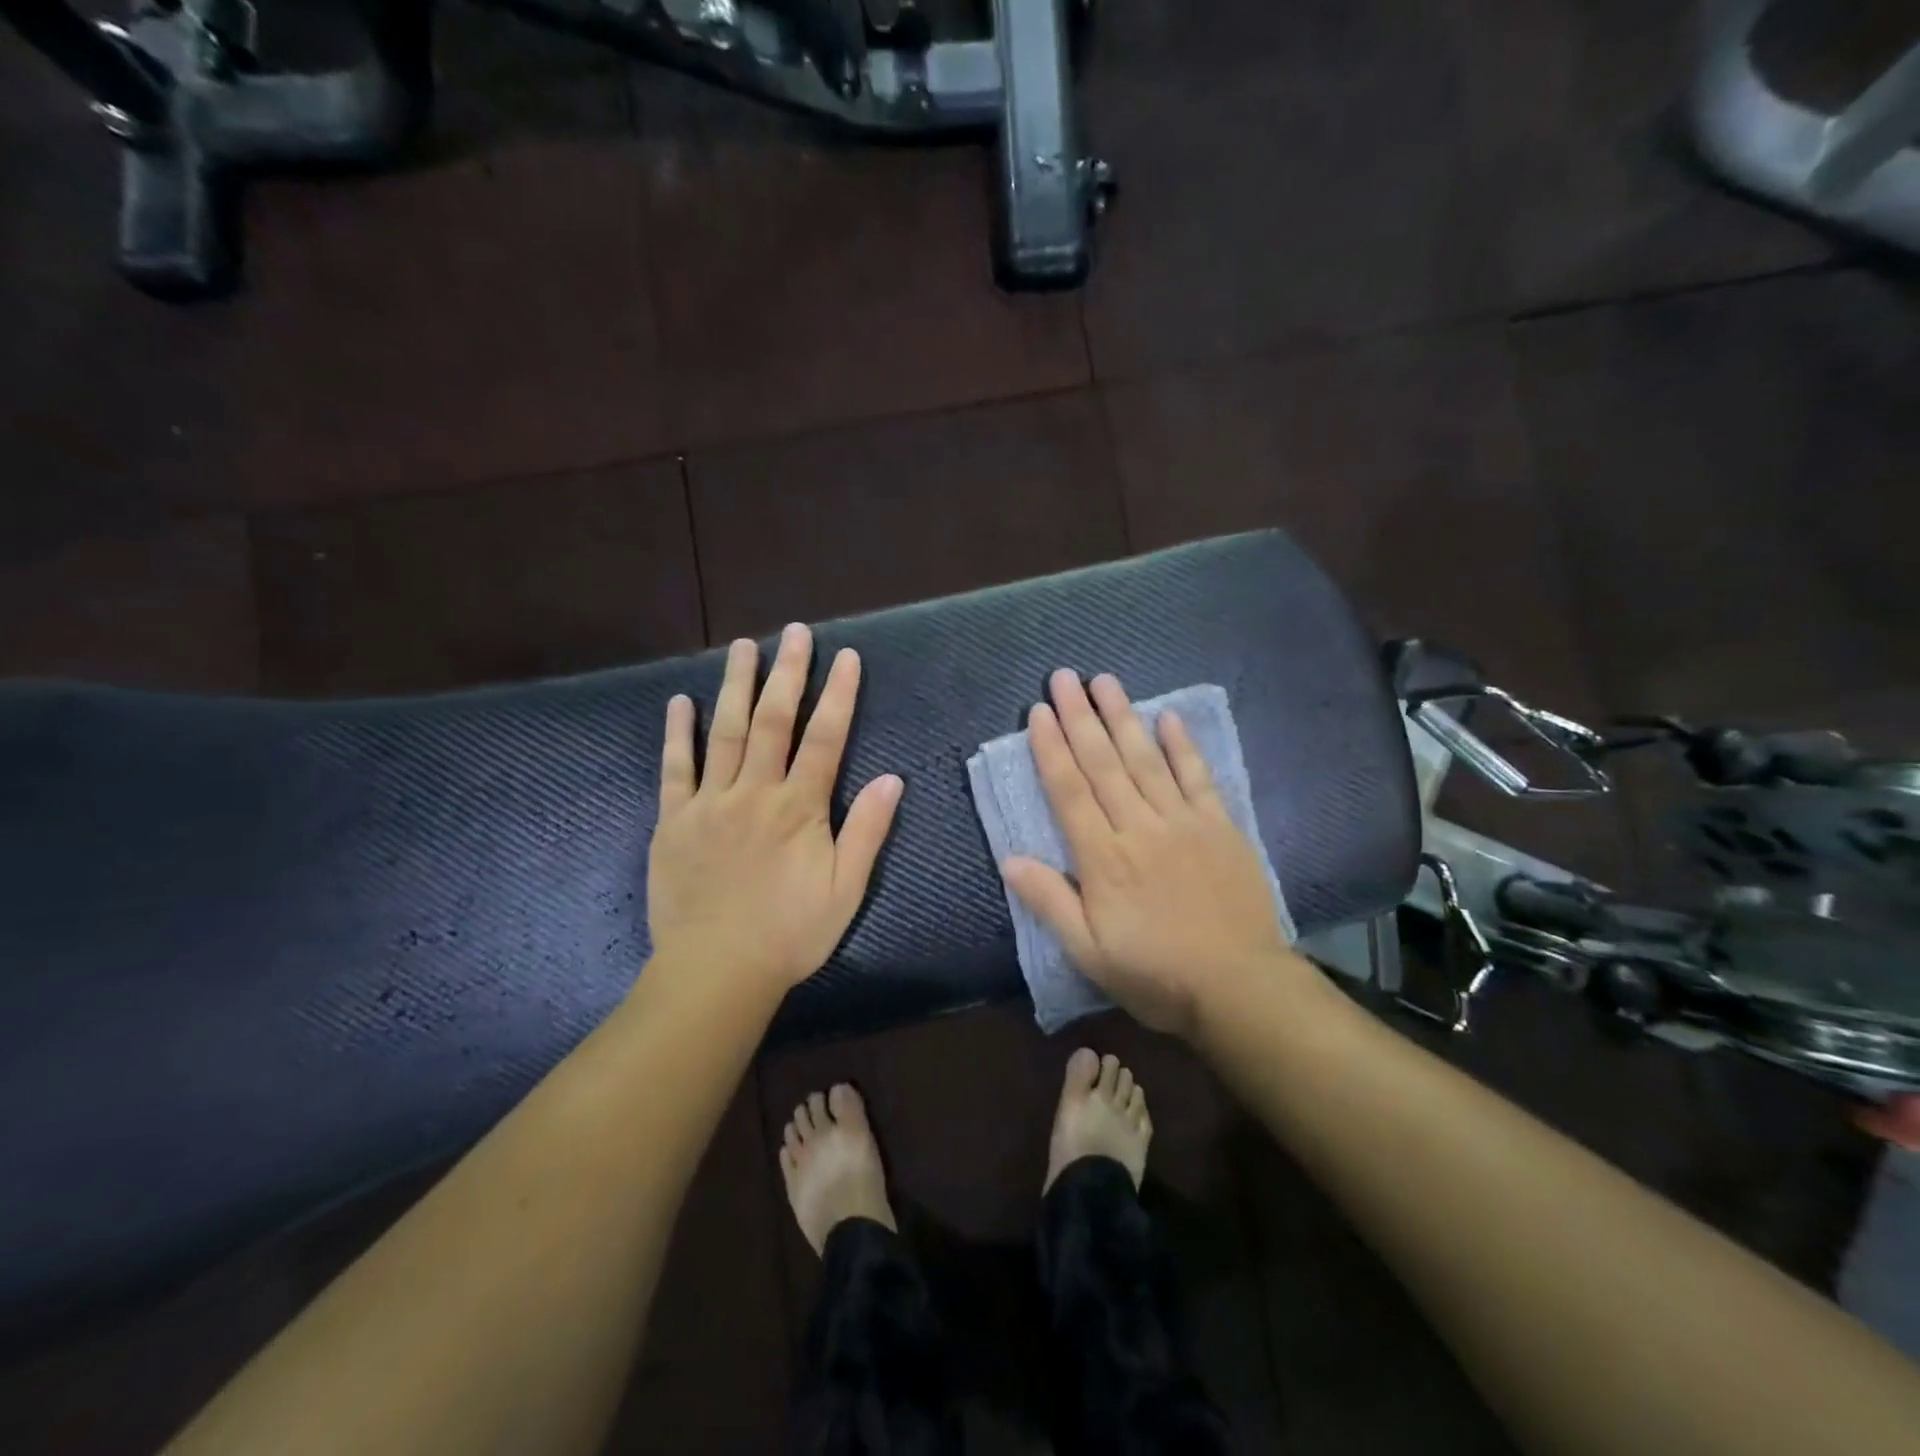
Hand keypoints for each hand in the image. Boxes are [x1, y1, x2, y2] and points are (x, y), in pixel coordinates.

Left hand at [647, 624, 902, 997]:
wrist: (717, 971)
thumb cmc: (790, 933)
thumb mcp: (846, 890)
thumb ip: (867, 831)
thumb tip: (893, 778)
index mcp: (799, 808)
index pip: (825, 738)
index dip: (839, 694)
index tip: (846, 656)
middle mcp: (754, 793)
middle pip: (773, 721)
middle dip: (787, 673)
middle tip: (795, 632)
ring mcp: (709, 803)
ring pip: (724, 732)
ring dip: (735, 685)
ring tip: (743, 646)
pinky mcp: (674, 821)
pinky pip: (675, 769)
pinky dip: (677, 733)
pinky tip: (680, 702)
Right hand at [1001, 671, 1291, 1039]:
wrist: (1240, 987)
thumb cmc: (1156, 974)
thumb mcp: (1089, 952)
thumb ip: (1050, 901)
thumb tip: (1009, 858)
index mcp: (1104, 858)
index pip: (1069, 791)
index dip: (1051, 748)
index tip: (1038, 712)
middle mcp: (1139, 827)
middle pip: (1103, 763)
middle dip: (1080, 717)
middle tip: (1064, 677)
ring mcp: (1183, 822)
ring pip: (1146, 759)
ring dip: (1124, 717)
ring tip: (1105, 681)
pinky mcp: (1220, 827)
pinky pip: (1198, 777)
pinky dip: (1182, 745)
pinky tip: (1169, 717)